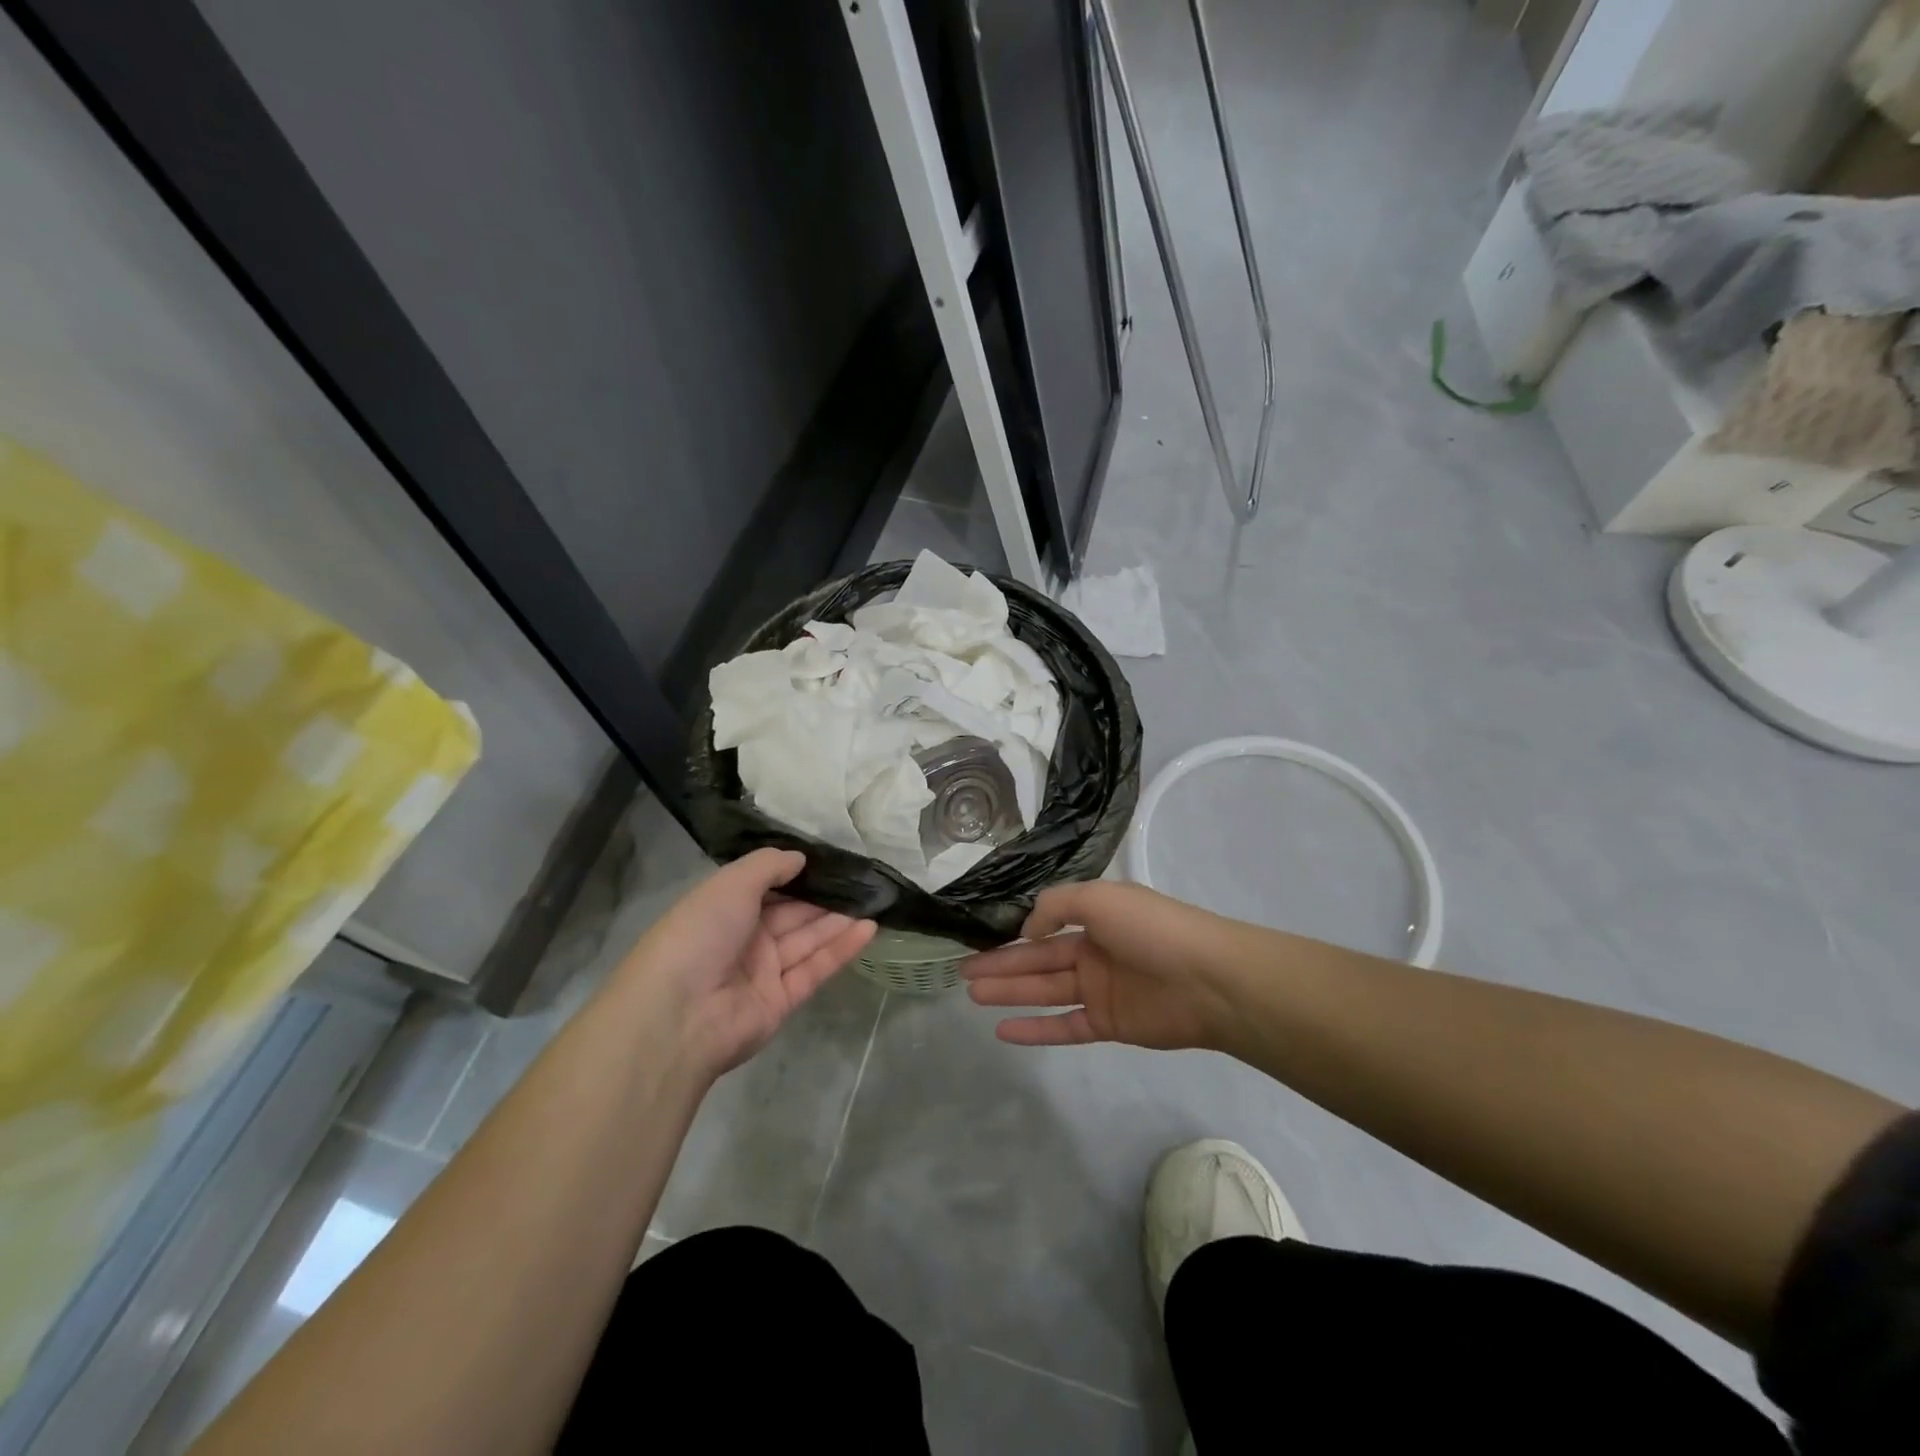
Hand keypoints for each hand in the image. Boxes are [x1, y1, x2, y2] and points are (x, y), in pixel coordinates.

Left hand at [617, 849, 875, 1076]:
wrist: (678, 1015)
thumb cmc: (699, 934)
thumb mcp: (730, 884)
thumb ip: (768, 866)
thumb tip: (800, 858)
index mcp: (723, 908)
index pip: (766, 886)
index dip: (797, 873)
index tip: (832, 858)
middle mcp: (743, 938)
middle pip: (791, 912)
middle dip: (824, 895)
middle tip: (864, 877)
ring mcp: (762, 971)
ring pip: (807, 939)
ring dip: (839, 919)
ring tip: (875, 898)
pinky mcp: (781, 1000)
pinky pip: (815, 968)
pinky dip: (841, 949)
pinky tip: (869, 928)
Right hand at [961, 880, 1242, 1050]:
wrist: (1208, 980)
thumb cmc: (1151, 929)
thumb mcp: (1098, 898)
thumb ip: (1055, 908)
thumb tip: (1027, 930)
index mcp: (1095, 917)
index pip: (1045, 926)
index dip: (1014, 934)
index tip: (981, 940)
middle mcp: (1094, 952)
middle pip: (1038, 959)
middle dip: (1001, 964)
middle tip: (962, 972)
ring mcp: (1101, 990)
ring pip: (1045, 991)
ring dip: (1010, 993)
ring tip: (972, 995)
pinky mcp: (1109, 1024)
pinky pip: (1064, 1027)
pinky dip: (1035, 1029)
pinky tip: (1003, 1030)